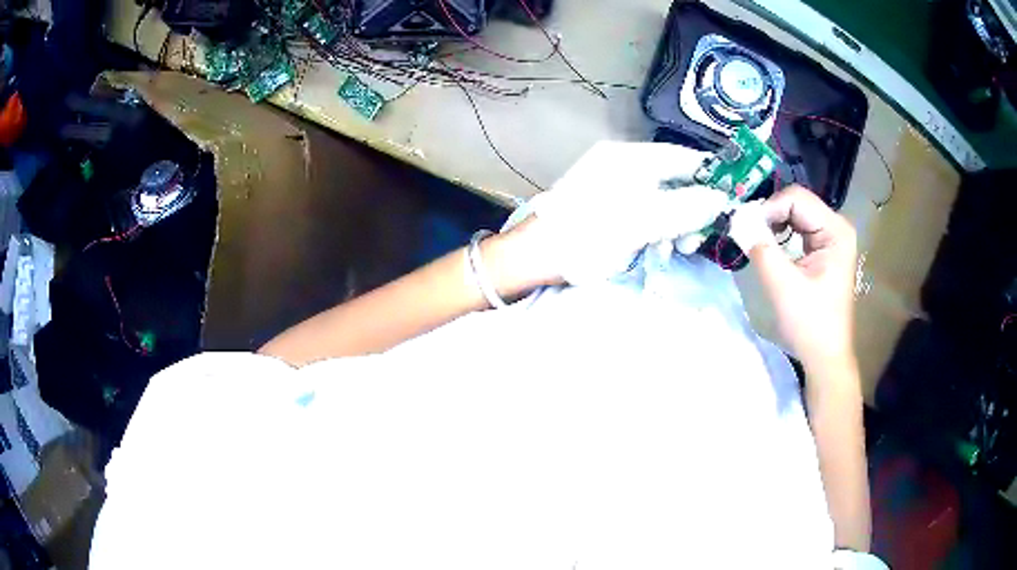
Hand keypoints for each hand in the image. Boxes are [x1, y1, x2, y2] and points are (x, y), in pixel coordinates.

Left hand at [525, 141, 729, 283]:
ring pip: (663, 201)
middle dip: (692, 210)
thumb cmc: (588, 233)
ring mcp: (615, 187)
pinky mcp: (609, 209)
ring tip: (677, 250)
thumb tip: (722, 199)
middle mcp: (625, 166)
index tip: (733, 198)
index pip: (684, 157)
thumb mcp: (643, 221)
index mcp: (631, 158)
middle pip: (675, 181)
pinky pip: (645, 214)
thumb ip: (686, 208)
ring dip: (676, 225)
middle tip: (696, 240)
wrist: (534, 257)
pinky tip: (657, 250)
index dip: (711, 176)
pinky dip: (657, 231)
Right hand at [730, 186, 857, 368]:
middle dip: (769, 215)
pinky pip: (799, 228)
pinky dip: (781, 234)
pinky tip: (770, 247)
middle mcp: (837, 227)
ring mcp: (832, 238)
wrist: (825, 356)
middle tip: (747, 234)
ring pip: (796, 214)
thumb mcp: (783, 286)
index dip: (768, 208)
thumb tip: (736, 220)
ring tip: (755, 241)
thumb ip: (761, 248)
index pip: (796, 199)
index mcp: (836, 230)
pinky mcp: (825, 249)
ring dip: (773, 224)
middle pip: (796, 203)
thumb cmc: (810, 324)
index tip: (745, 229)